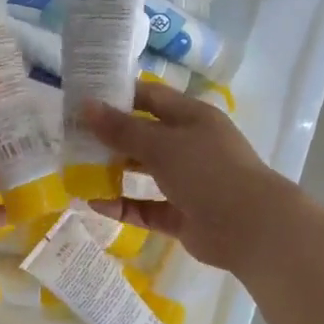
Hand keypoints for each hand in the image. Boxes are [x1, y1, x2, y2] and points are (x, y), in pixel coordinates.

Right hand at [82, 80, 297, 270]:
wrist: (251, 228)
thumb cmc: (208, 171)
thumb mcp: (162, 144)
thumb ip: (122, 129)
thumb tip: (86, 107)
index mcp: (192, 117)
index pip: (151, 98)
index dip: (119, 95)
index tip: (83, 99)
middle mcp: (190, 146)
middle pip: (145, 135)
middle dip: (111, 136)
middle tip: (72, 137)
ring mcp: (187, 182)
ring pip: (144, 172)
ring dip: (114, 171)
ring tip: (77, 170)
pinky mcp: (182, 215)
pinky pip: (146, 207)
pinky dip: (124, 205)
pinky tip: (95, 204)